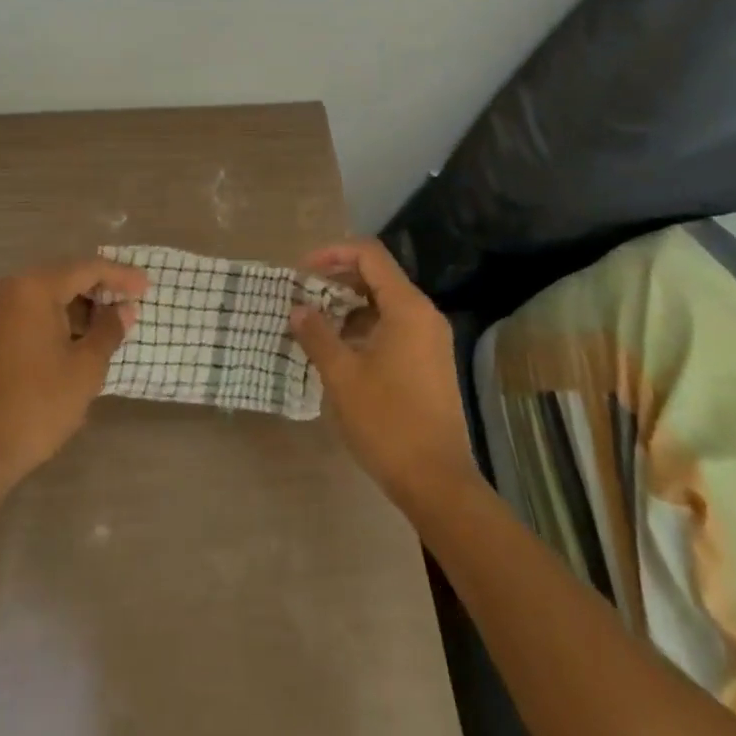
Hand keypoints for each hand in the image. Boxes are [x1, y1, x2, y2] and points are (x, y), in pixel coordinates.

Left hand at [0, 257, 147, 490]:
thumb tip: (123, 310)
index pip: (87, 268)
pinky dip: (58, 320)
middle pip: (65, 276)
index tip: (148, 288)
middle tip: (132, 304)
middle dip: (100, 289)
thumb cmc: (35, 405)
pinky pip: (32, 313)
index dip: (121, 276)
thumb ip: (109, 331)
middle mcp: (10, 289)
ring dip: (80, 307)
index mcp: (34, 287)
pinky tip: (78, 340)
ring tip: (110, 326)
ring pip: (48, 296)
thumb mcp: (85, 369)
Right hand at [290, 240, 481, 510]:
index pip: (369, 255)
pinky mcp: (429, 361)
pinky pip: (393, 325)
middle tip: (303, 294)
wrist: (437, 482)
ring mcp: (430, 339)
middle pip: (378, 275)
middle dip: (338, 278)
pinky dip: (364, 326)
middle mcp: (424, 314)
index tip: (302, 271)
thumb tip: (298, 309)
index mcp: (407, 307)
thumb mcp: (342, 376)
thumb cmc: (387, 422)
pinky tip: (339, 348)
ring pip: (384, 302)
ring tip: (315, 321)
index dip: (333, 253)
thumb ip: (317, 335)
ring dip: (349, 304)